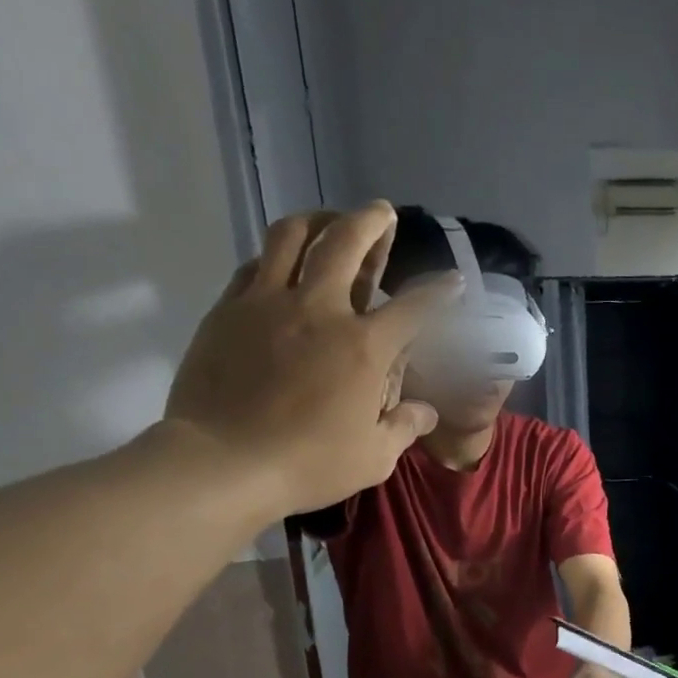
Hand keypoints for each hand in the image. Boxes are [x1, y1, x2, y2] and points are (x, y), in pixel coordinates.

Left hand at [162, 204, 459, 522]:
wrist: (225, 461)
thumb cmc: (310, 464)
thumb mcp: (375, 457)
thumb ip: (404, 427)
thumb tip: (426, 412)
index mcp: (364, 347)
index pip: (413, 308)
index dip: (438, 292)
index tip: (452, 280)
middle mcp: (319, 309)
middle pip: (345, 243)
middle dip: (370, 222)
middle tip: (382, 212)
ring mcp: (267, 303)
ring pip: (291, 236)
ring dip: (317, 220)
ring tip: (329, 219)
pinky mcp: (229, 309)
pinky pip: (255, 265)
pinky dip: (276, 256)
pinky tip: (281, 264)